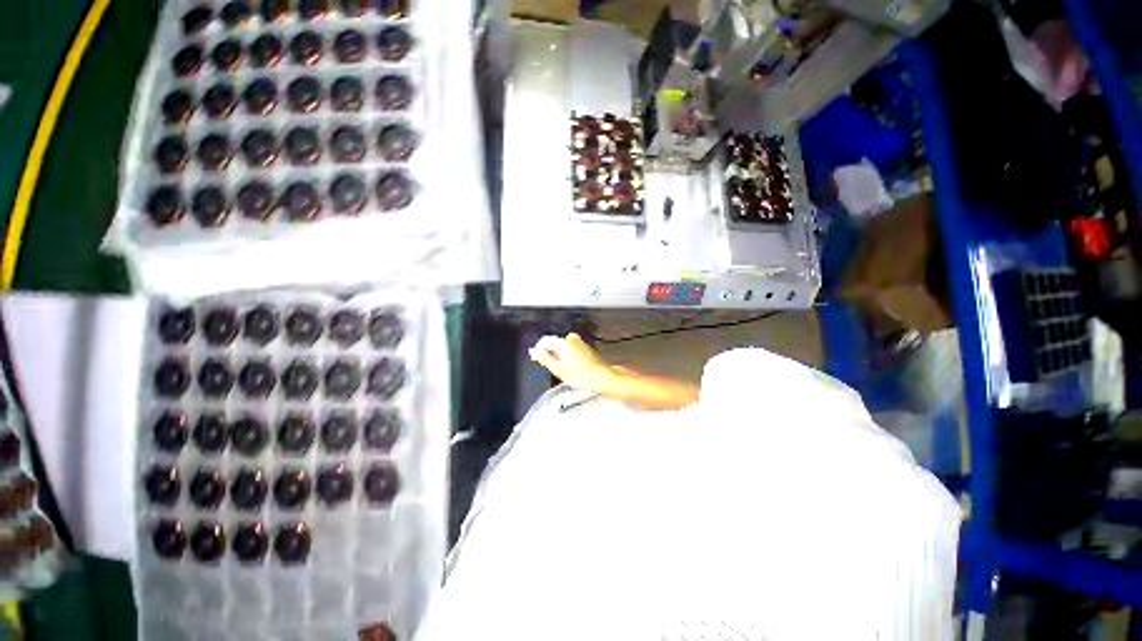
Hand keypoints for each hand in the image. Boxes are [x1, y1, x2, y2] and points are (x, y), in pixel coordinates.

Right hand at [528, 333, 616, 393]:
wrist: (601, 378)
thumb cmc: (581, 375)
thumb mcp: (557, 369)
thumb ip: (544, 358)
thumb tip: (533, 351)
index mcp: (563, 342)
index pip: (545, 341)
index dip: (538, 350)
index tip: (535, 358)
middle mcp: (572, 339)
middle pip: (555, 344)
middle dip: (551, 354)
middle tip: (552, 368)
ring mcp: (580, 342)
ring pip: (563, 347)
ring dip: (560, 356)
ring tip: (563, 370)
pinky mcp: (585, 348)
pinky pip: (571, 350)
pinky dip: (568, 357)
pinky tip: (572, 368)